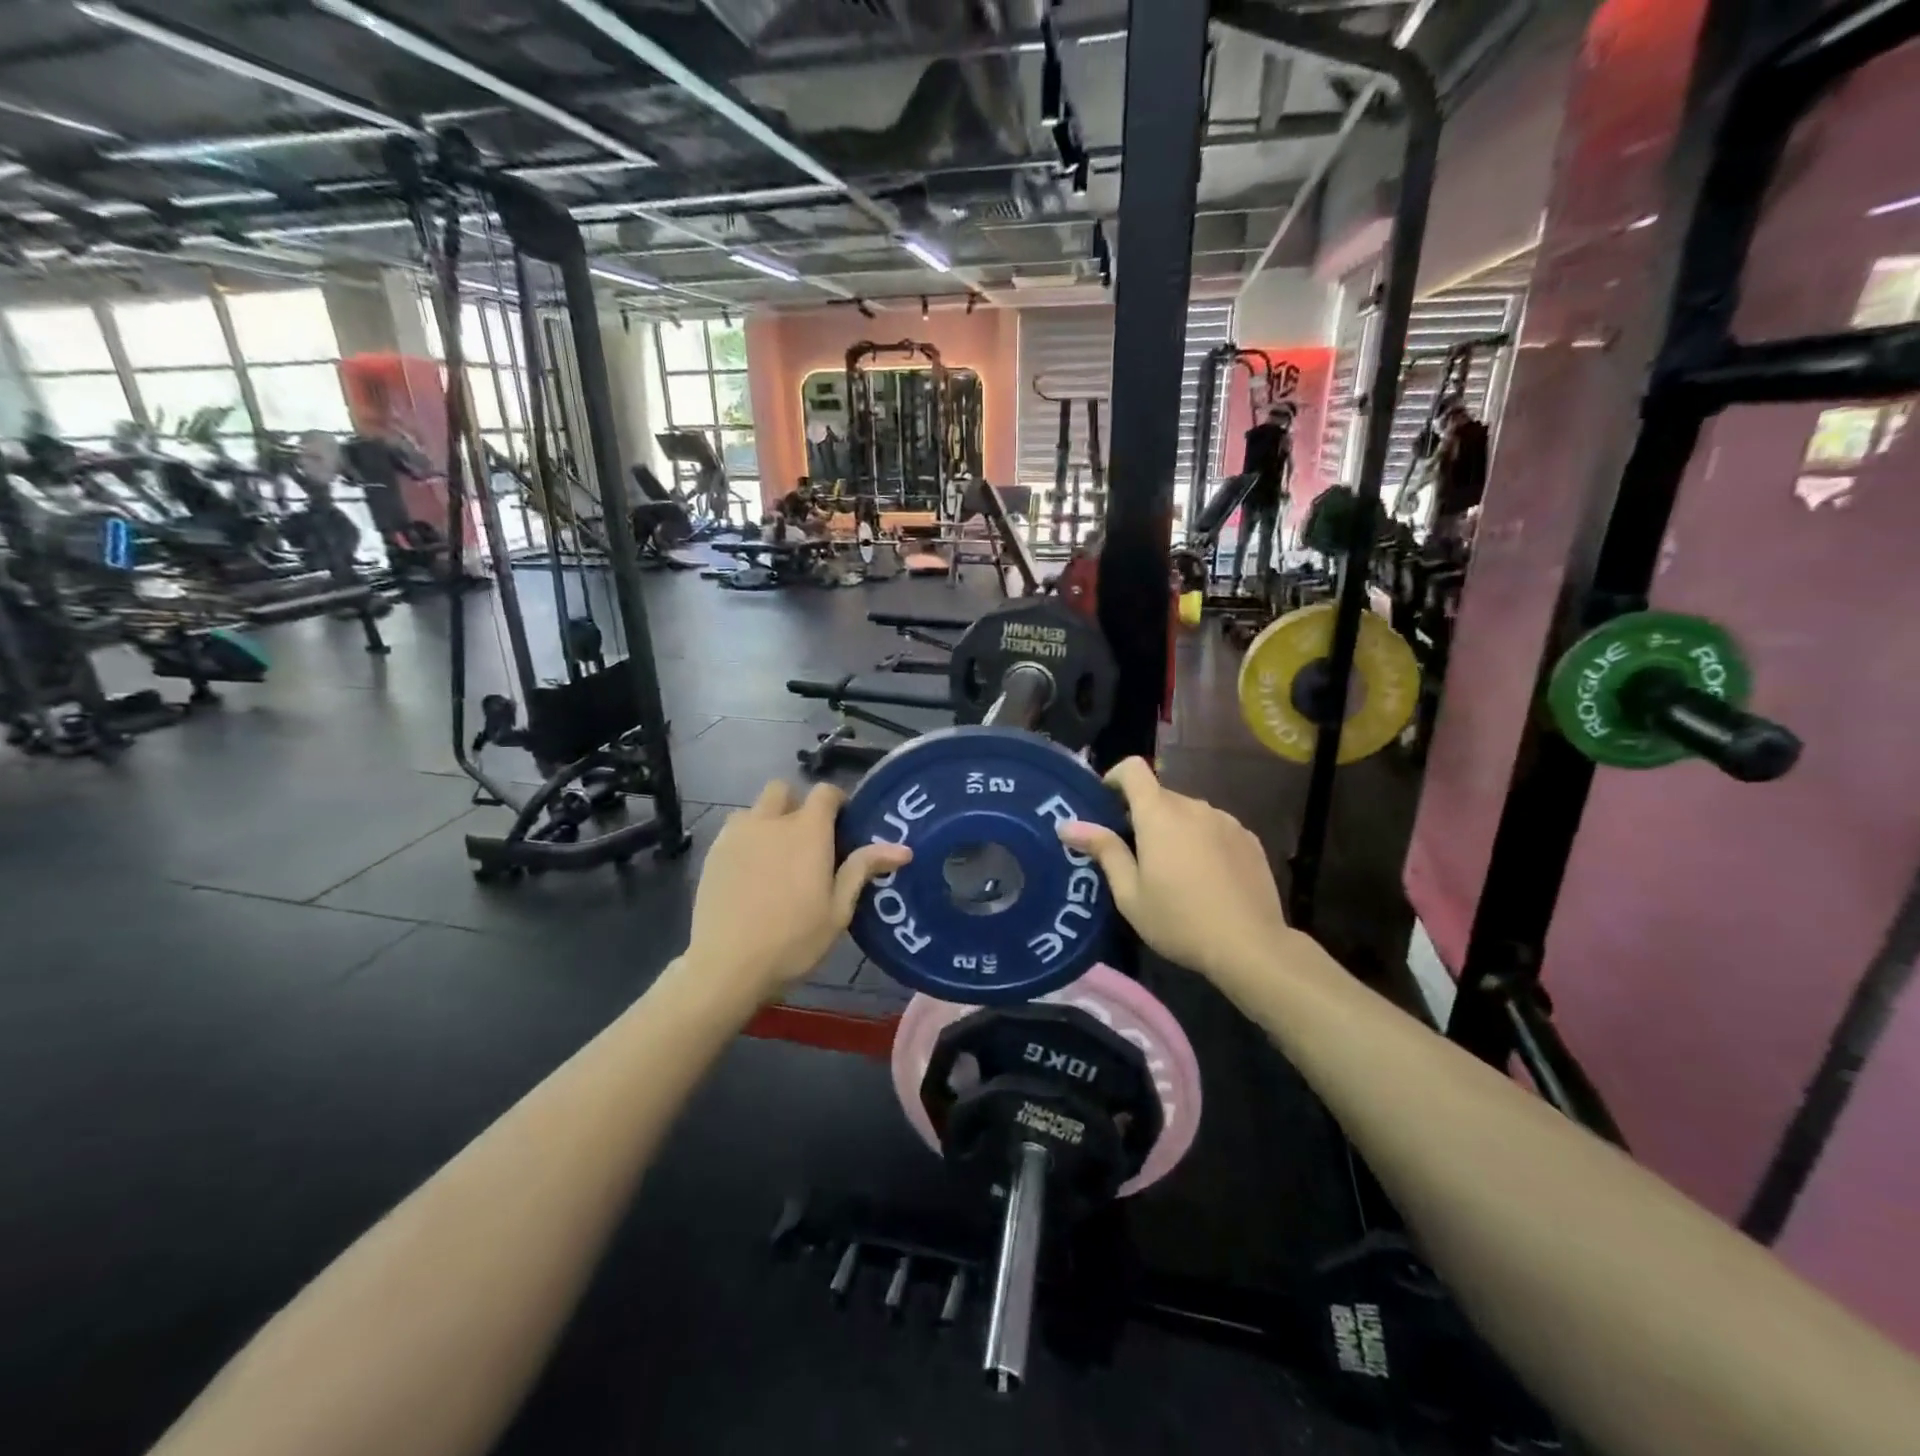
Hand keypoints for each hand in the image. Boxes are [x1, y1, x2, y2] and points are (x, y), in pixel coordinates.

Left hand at [687, 780, 909, 1002]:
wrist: (727, 965)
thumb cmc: (793, 940)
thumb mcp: (838, 910)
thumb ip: (863, 869)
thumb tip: (903, 849)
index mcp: (807, 831)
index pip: (825, 792)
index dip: (836, 801)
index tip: (842, 826)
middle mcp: (771, 821)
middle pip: (784, 789)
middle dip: (796, 804)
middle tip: (806, 840)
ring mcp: (737, 835)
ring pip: (755, 809)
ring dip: (768, 821)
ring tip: (774, 856)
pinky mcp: (713, 852)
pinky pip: (733, 831)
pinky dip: (746, 840)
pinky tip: (750, 872)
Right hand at [1057, 757, 1292, 984]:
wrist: (1250, 946)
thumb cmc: (1179, 921)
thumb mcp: (1129, 893)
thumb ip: (1103, 850)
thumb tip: (1066, 825)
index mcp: (1159, 814)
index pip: (1133, 769)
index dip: (1115, 778)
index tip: (1106, 805)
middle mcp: (1194, 806)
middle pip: (1160, 795)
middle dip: (1142, 815)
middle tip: (1133, 854)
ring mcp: (1226, 820)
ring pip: (1188, 812)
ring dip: (1174, 828)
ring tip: (1173, 870)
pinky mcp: (1249, 839)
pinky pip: (1214, 827)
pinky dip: (1202, 840)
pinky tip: (1206, 878)